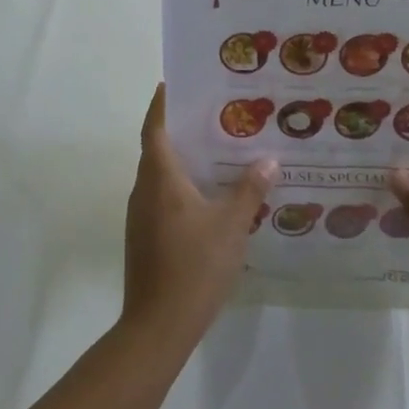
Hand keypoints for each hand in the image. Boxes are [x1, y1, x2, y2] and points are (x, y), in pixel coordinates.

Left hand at [122, 86, 274, 351]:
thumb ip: (249, 190)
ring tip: (217, 151)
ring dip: (182, 160)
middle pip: (156, 149)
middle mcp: (144, 191)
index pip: (154, 128)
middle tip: (213, 114)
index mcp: (160, 178)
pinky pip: (162, 198)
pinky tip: (209, 196)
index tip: (173, 83)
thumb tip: (267, 160)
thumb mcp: (231, 225)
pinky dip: (181, 187)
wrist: (158, 325)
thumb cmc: (194, 266)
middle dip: (179, 129)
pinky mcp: (145, 238)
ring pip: (160, 176)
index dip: (161, 104)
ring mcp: (141, 217)